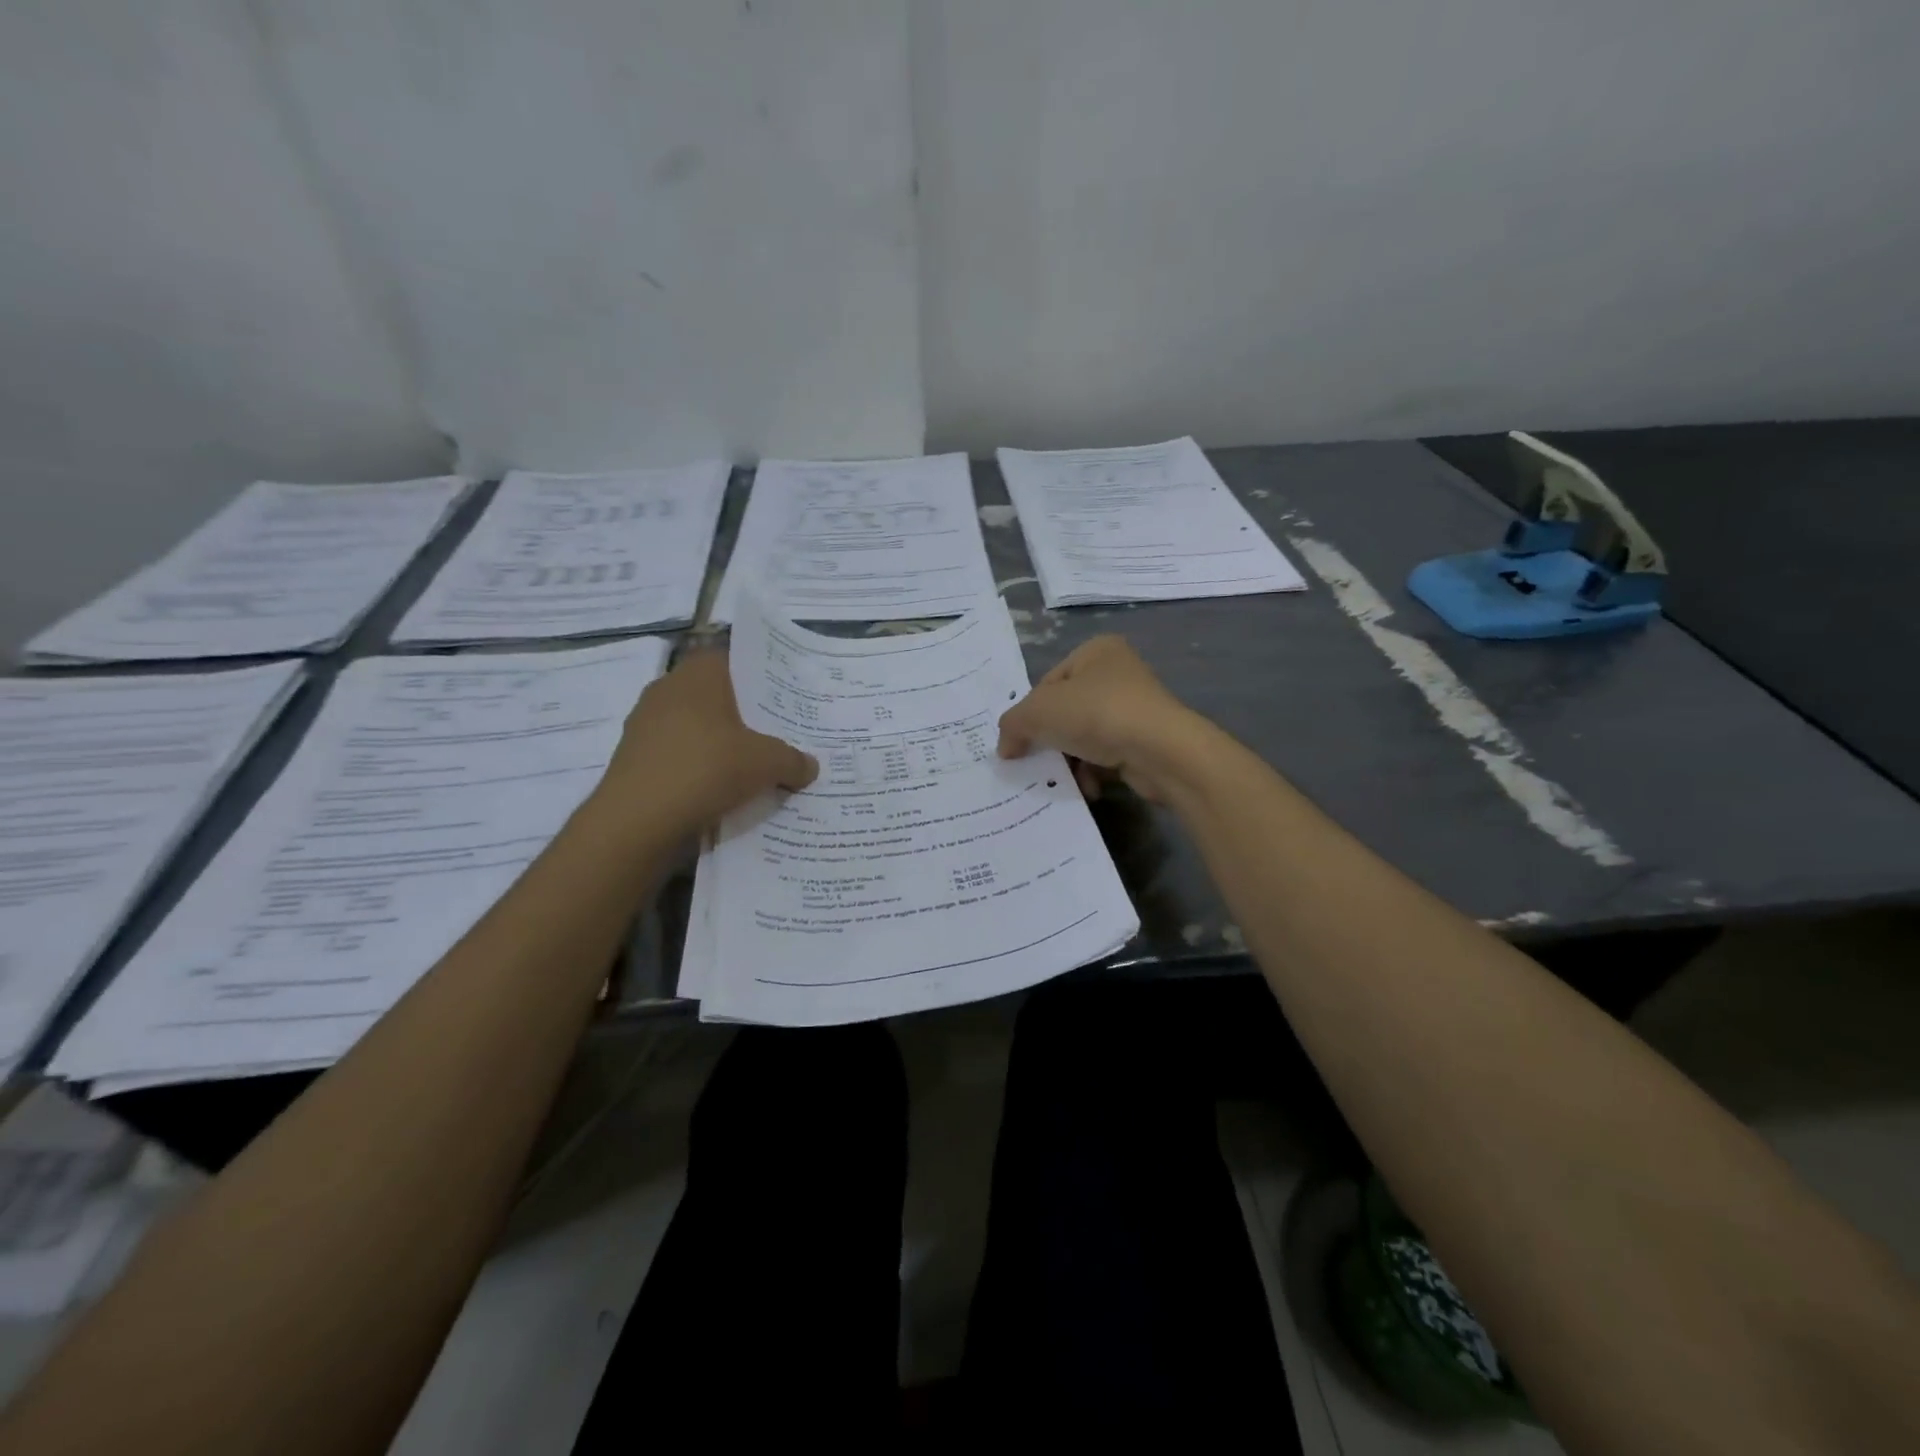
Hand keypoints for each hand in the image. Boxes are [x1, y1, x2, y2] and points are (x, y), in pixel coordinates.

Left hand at [597, 651, 816, 831]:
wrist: (636, 822)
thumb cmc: (705, 769)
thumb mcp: (767, 763)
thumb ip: (793, 760)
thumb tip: (810, 765)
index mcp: (699, 674)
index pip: (733, 660)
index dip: (760, 676)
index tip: (784, 696)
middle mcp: (667, 690)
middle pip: (716, 696)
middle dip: (745, 715)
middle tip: (779, 733)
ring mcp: (645, 726)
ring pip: (696, 728)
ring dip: (720, 745)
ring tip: (755, 765)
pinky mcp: (635, 760)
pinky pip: (679, 757)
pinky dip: (699, 769)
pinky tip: (722, 790)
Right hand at [996, 636, 1209, 802]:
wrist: (1161, 752)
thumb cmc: (1097, 715)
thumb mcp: (1038, 712)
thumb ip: (1012, 724)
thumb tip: (1006, 747)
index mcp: (1096, 651)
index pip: (1047, 683)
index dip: (1028, 713)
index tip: (1019, 741)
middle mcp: (1118, 674)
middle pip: (1065, 711)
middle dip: (1049, 740)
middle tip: (1034, 763)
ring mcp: (1135, 708)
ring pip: (1084, 737)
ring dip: (1069, 761)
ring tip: (1061, 780)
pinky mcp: (1146, 741)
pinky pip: (1106, 756)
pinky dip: (1093, 773)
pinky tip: (1088, 787)